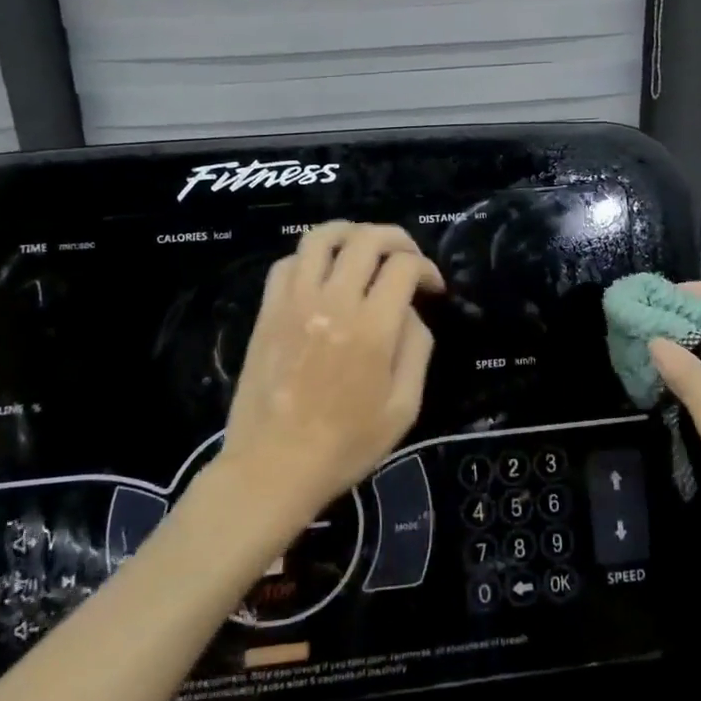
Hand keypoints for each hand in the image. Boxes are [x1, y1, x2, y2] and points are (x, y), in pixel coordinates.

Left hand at [216, 222, 442, 524]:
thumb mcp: (404, 407)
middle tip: (407, 258)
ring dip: (351, 233)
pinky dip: (312, 256)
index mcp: (372, 327)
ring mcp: (294, 301)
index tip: (432, 287)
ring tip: (365, 248)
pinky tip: (323, 275)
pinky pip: (289, 261)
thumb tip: (409, 311)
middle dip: (396, 239)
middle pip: (367, 239)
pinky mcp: (268, 310)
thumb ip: (416, 348)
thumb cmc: (346, 445)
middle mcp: (334, 301)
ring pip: (322, 236)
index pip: (404, 266)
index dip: (426, 268)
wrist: (273, 467)